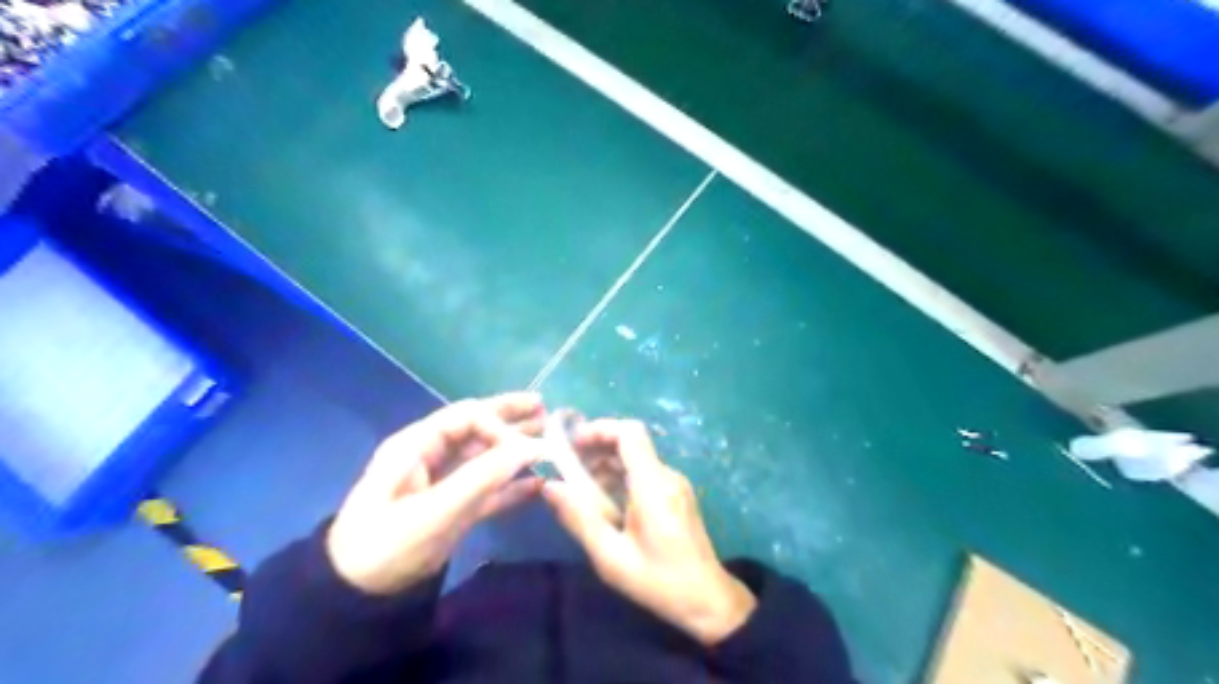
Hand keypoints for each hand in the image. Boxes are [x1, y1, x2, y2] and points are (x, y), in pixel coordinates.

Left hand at [331, 394, 545, 595]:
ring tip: (549, 438)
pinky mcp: (453, 508)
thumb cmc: (386, 546)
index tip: (527, 447)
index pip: (466, 417)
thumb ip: (482, 477)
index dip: (498, 425)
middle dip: (510, 418)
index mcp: (416, 446)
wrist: (356, 596)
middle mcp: (431, 456)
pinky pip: (487, 488)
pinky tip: (537, 484)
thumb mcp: (433, 512)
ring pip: (485, 456)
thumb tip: (530, 448)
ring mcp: (444, 482)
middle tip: (545, 408)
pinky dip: (511, 485)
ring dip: (515, 448)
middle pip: (476, 428)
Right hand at [540, 418, 753, 646]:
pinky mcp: (677, 494)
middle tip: (568, 466)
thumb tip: (550, 487)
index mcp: (653, 484)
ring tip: (580, 486)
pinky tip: (604, 500)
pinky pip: (645, 472)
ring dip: (607, 463)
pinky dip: (621, 476)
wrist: (707, 599)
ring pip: (637, 457)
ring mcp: (675, 483)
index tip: (572, 443)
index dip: (600, 429)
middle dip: (597, 447)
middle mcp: (667, 475)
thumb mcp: (610, 556)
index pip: (629, 433)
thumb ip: (579, 519)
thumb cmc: (658, 580)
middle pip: (631, 442)